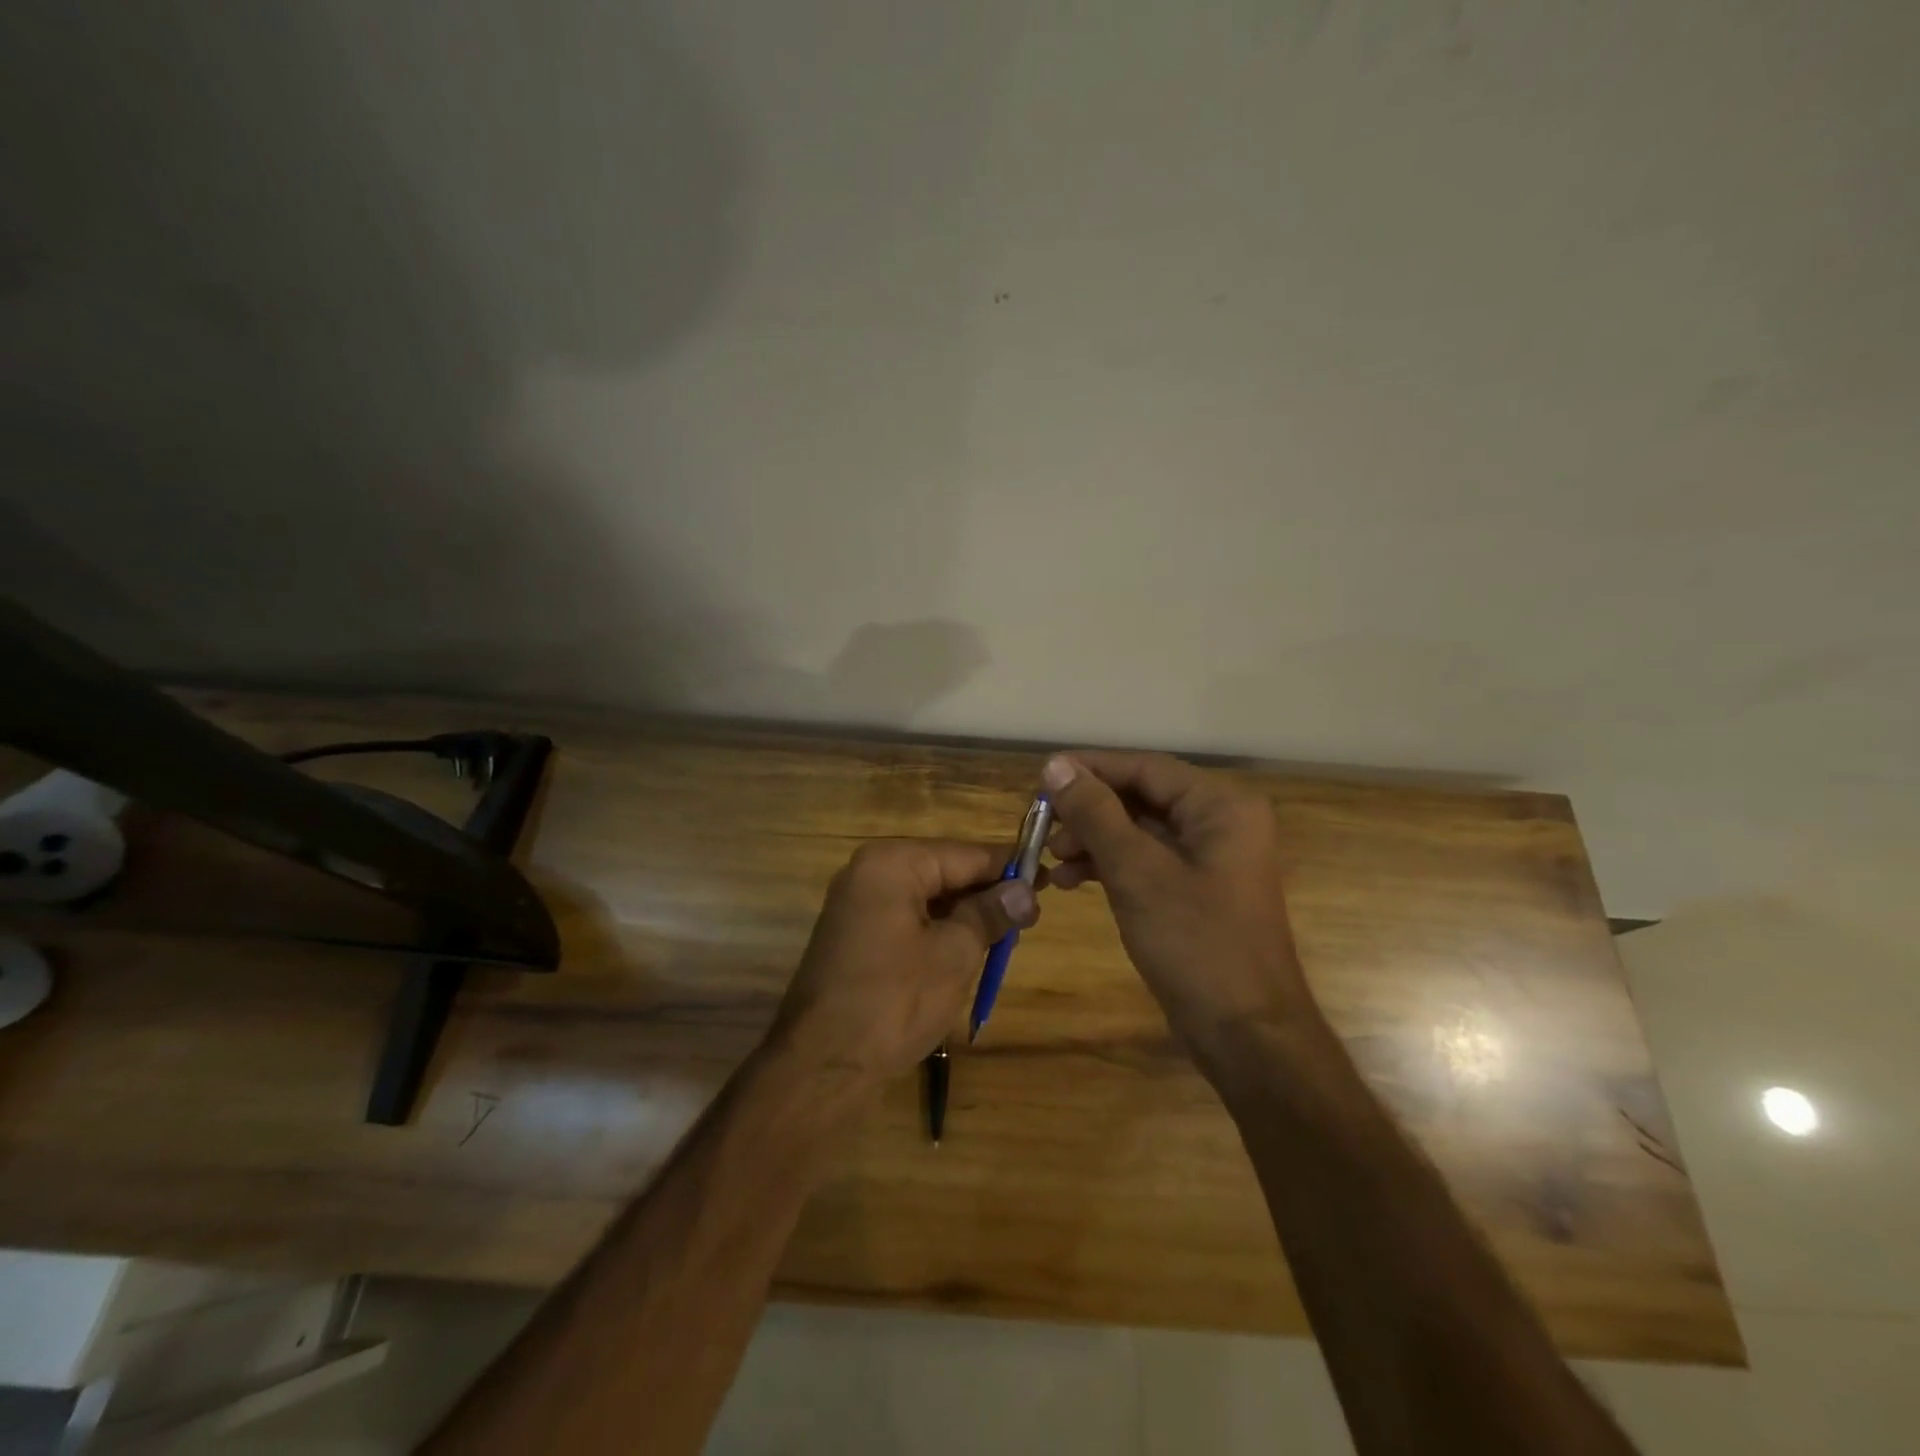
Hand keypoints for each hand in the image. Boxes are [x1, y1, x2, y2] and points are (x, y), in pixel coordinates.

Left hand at [769, 839, 1038, 1089]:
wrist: (821, 1065)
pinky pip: (906, 919)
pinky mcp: (854, 935)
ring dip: (964, 916)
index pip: (964, 854)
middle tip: (1029, 918)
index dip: (1007, 868)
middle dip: (985, 894)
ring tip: (1005, 938)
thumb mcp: (954, 954)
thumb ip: (990, 914)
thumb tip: (1025, 891)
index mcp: (892, 863)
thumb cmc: (894, 1000)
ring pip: (926, 898)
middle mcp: (869, 872)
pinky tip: (966, 952)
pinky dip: (937, 931)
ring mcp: (857, 904)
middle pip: (943, 871)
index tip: (1045, 879)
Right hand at [1042, 751, 1315, 1047]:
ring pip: (1139, 831)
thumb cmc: (1196, 944)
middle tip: (1041, 825)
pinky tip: (1071, 881)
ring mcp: (1209, 858)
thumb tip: (1055, 765)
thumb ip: (1095, 813)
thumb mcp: (1137, 873)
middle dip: (1088, 810)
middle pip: (1141, 797)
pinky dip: (1109, 866)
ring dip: (1093, 840)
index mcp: (1220, 806)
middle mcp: (1220, 822)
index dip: (1090, 769)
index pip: (1145, 767)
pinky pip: (1146, 861)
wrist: (1246, 1035)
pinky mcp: (1195, 890)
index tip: (1040, 779)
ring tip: (1052, 859)